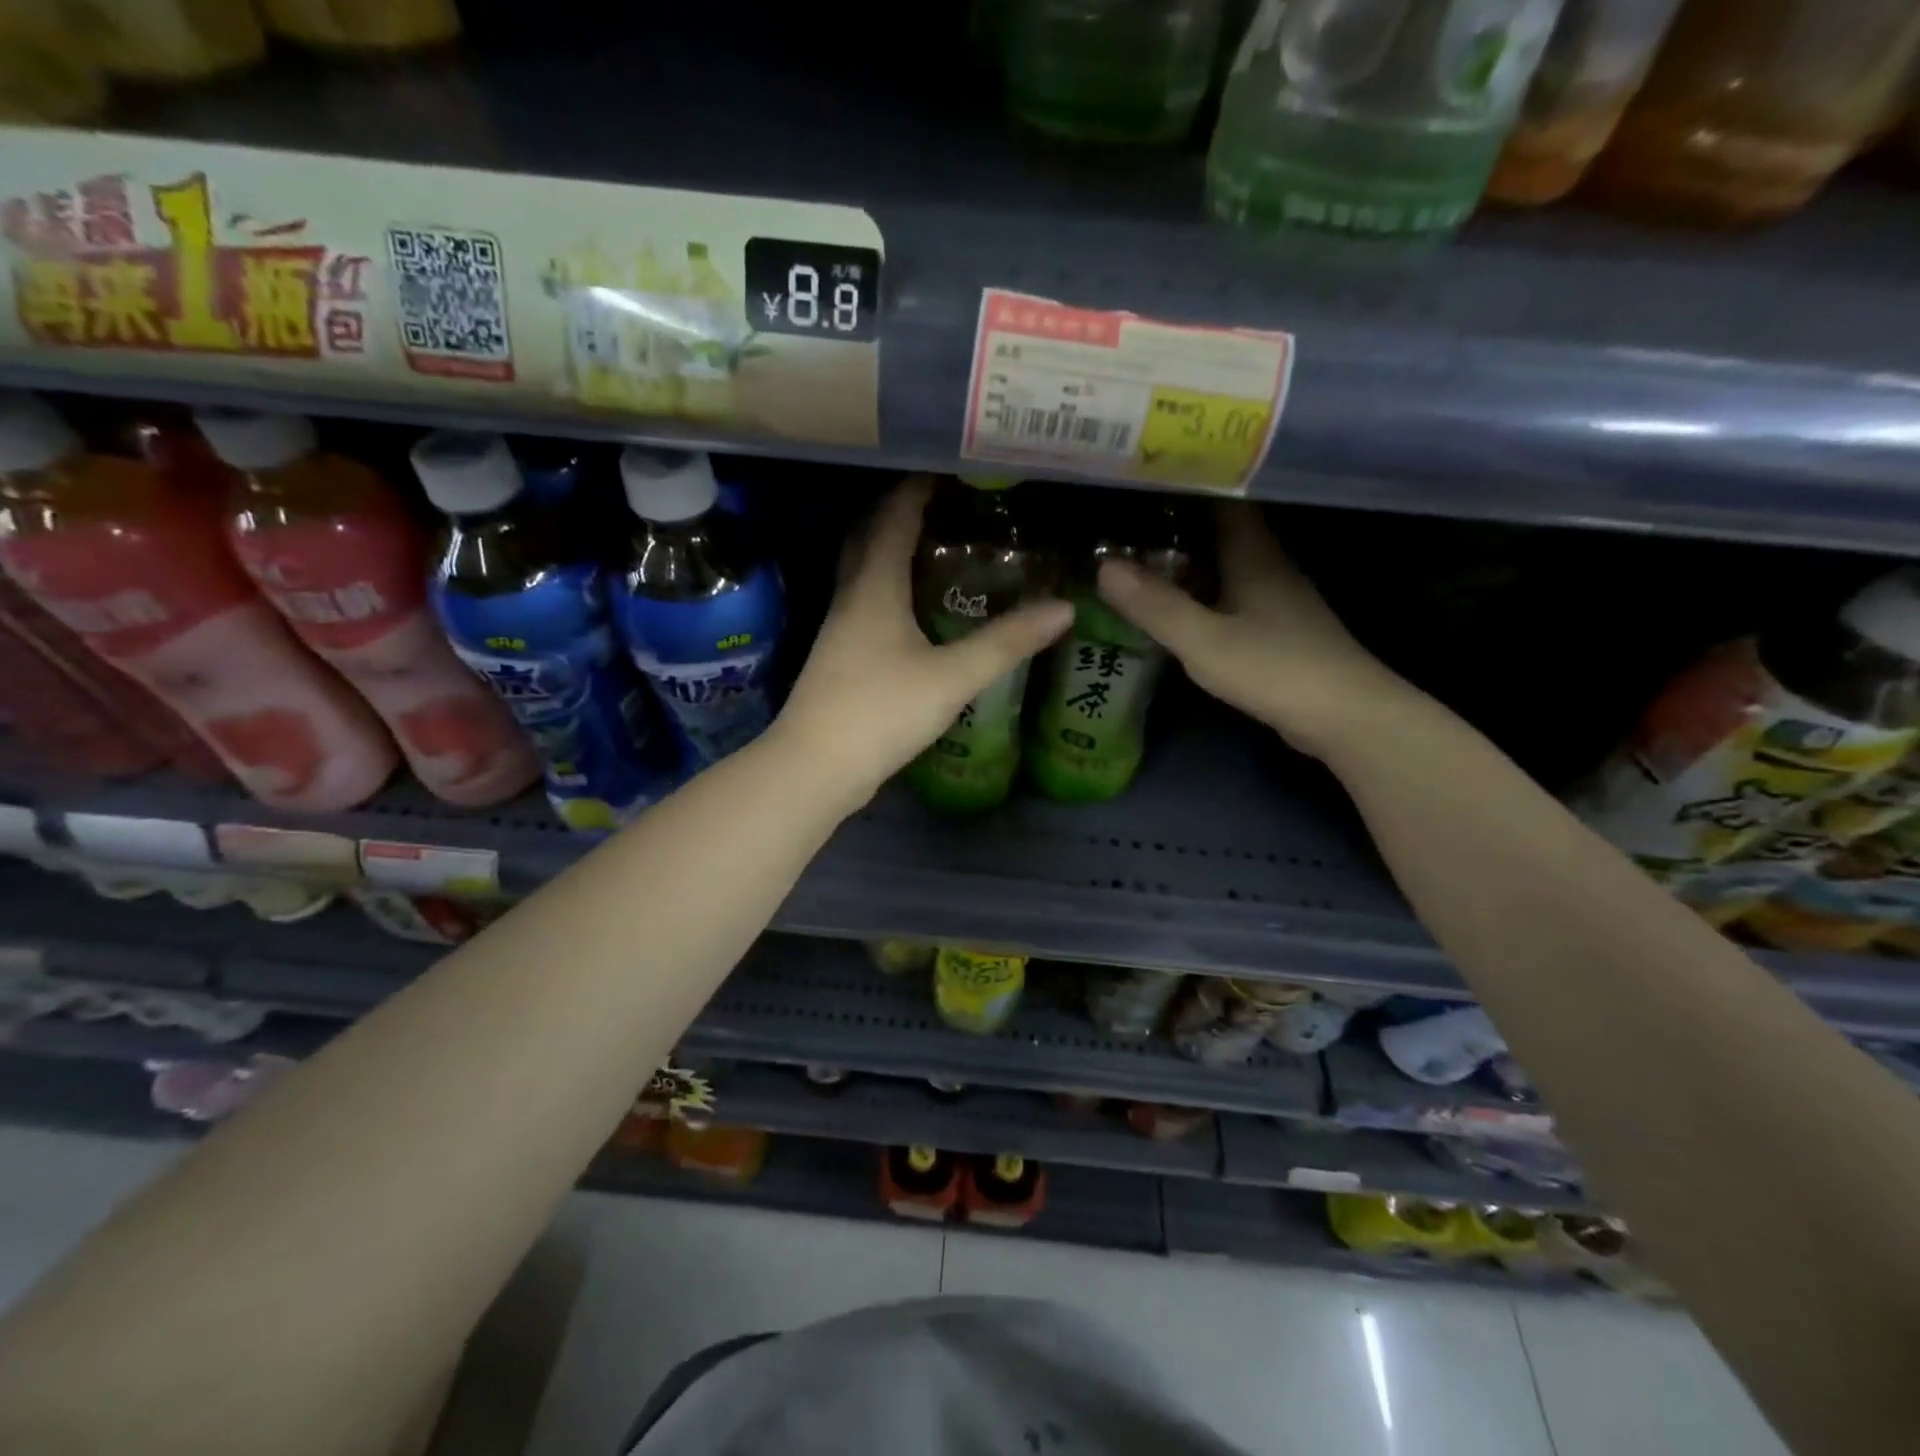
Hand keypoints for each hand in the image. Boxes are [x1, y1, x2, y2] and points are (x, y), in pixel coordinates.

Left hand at [775, 477, 1072, 808]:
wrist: (815, 768)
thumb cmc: (880, 712)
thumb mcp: (952, 677)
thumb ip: (1007, 642)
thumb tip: (1064, 608)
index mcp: (874, 587)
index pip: (892, 518)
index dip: (916, 488)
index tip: (947, 466)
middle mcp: (851, 599)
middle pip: (869, 539)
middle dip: (901, 513)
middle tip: (944, 503)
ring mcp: (841, 631)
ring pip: (865, 574)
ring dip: (893, 552)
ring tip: (936, 546)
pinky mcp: (841, 660)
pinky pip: (867, 606)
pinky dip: (891, 590)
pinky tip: (915, 610)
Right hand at [1096, 501, 1417, 760]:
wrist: (1345, 715)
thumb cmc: (1275, 668)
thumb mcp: (1203, 641)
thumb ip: (1155, 605)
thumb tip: (1103, 566)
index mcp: (1253, 554)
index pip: (1223, 497)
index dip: (1189, 480)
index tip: (1147, 472)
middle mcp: (1267, 565)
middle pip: (1221, 528)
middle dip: (1177, 520)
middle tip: (1127, 515)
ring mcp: (1276, 597)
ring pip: (1226, 562)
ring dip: (1188, 556)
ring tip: (1139, 552)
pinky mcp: (1277, 627)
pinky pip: (1230, 592)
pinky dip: (1201, 589)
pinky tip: (1176, 601)